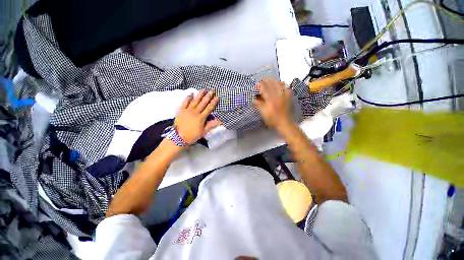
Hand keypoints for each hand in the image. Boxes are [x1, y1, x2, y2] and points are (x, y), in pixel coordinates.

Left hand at [175, 90, 220, 144]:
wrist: (179, 138)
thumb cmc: (193, 135)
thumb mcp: (204, 131)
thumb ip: (211, 125)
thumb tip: (220, 121)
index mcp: (201, 118)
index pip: (209, 108)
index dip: (213, 102)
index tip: (217, 97)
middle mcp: (195, 112)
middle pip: (203, 103)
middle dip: (208, 96)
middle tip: (212, 90)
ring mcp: (188, 110)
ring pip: (195, 101)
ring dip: (200, 95)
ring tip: (203, 90)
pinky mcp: (181, 110)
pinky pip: (185, 102)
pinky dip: (188, 97)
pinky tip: (191, 93)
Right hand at [253, 79, 293, 130]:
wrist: (284, 124)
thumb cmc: (272, 120)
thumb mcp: (263, 113)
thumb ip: (258, 104)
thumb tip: (253, 99)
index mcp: (270, 99)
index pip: (264, 87)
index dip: (259, 85)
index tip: (256, 86)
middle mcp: (277, 95)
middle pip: (271, 83)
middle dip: (265, 81)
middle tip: (261, 81)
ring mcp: (284, 95)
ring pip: (279, 83)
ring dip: (273, 81)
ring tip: (269, 82)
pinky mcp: (288, 97)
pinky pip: (286, 87)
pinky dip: (282, 85)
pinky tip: (279, 85)